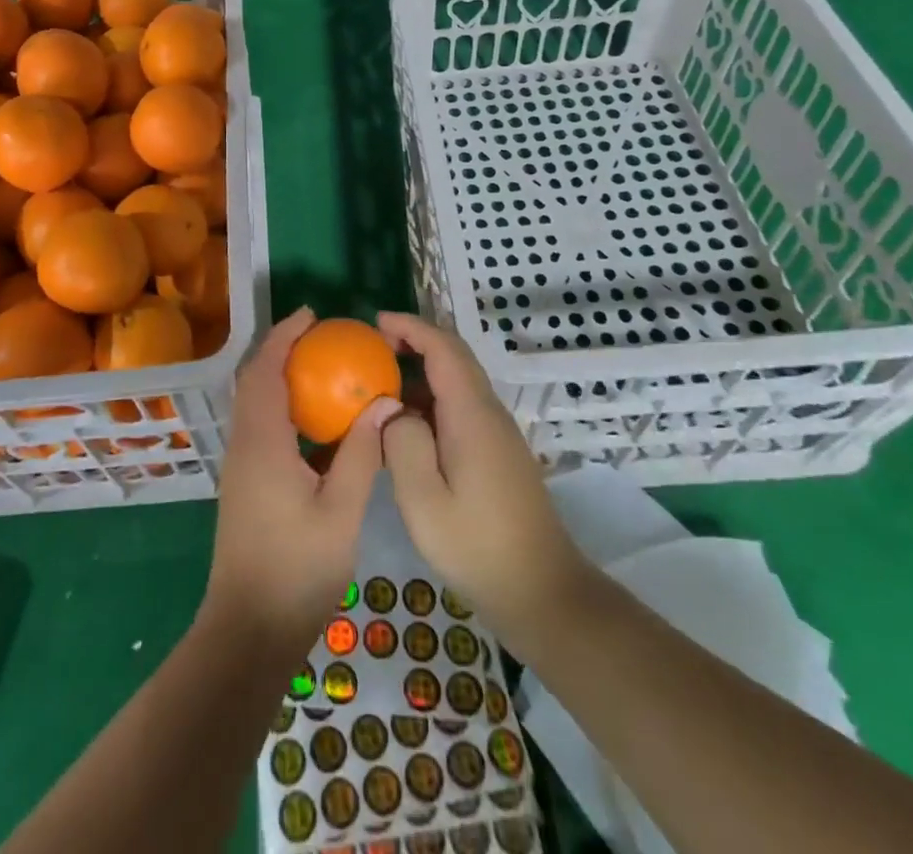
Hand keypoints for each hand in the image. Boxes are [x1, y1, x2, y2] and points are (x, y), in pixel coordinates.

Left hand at [201, 308, 400, 656]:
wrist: (249, 631)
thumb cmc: (297, 570)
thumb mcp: (341, 511)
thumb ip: (361, 453)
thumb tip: (384, 403)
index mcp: (262, 442)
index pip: (265, 370)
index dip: (284, 336)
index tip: (311, 315)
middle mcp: (244, 445)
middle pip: (254, 381)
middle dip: (281, 350)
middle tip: (320, 336)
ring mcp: (241, 466)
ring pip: (254, 404)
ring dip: (280, 377)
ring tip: (321, 369)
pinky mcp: (245, 485)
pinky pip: (260, 427)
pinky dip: (283, 408)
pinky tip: (316, 424)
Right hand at [378, 312, 587, 646]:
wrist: (541, 590)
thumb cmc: (477, 546)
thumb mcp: (423, 500)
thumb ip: (402, 442)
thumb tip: (392, 408)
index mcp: (471, 414)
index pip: (443, 347)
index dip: (410, 327)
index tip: (374, 323)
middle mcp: (488, 411)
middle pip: (453, 356)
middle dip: (414, 341)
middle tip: (370, 349)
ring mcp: (496, 431)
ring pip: (457, 381)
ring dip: (421, 370)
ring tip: (379, 384)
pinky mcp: (497, 450)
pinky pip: (460, 405)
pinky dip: (431, 397)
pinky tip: (406, 424)